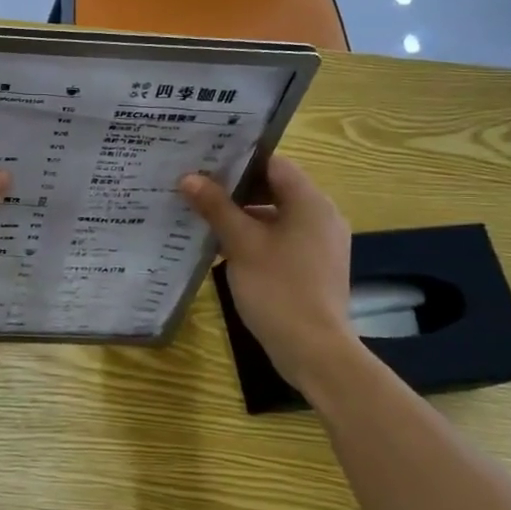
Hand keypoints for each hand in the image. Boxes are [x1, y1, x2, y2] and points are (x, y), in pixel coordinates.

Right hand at [180, 155, 359, 390]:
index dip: (239, 160)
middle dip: (234, 190)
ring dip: (241, 216)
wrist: (313, 349)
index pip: (274, 164)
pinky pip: (280, 239)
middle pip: (274, 189)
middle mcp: (321, 217)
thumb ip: (215, 207)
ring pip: (274, 217)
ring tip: (201, 216)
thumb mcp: (241, 243)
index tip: (205, 161)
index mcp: (311, 203)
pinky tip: (222, 247)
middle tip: (196, 187)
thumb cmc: (278, 288)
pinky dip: (253, 238)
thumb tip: (189, 177)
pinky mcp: (312, 267)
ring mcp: (319, 244)